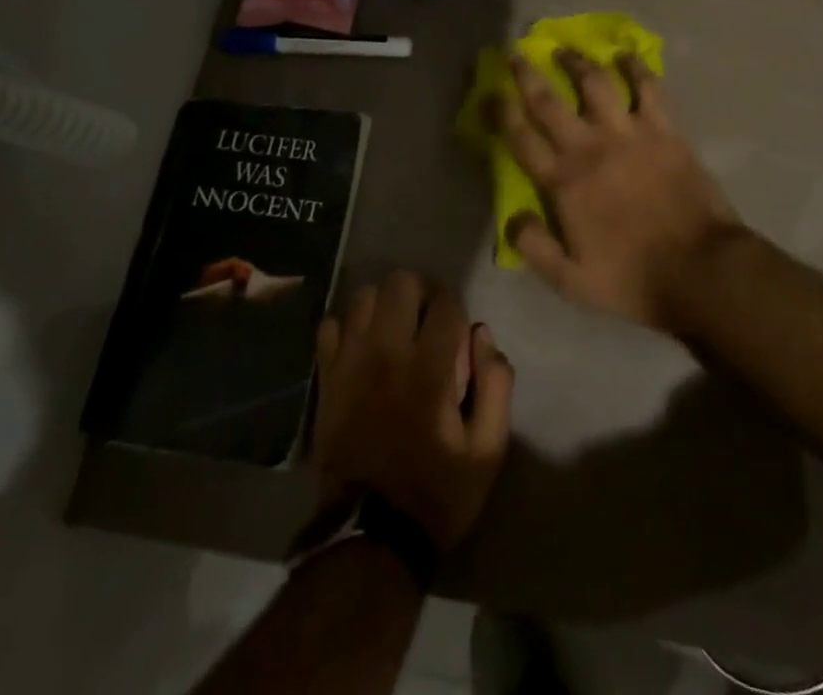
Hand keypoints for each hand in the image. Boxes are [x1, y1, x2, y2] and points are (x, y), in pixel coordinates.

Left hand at [312, 271, 513, 554]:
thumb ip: (496, 385)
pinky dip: (350, 326)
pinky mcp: (326, 377)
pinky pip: (332, 324)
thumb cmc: (435, 494)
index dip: (457, 311)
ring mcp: (350, 362)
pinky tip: (364, 347)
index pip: (446, 302)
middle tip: (429, 321)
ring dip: (385, 303)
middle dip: (422, 293)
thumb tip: (483, 335)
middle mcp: (386, 352)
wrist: (368, 539)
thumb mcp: (487, 451)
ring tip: (396, 329)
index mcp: (428, 368)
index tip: (459, 334)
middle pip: (401, 282)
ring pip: (365, 295)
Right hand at [499, 50, 739, 332]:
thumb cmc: (633, 279)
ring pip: (595, 84)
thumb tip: (511, 218)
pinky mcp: (664, 130)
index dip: (501, 112)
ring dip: (577, 62)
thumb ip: (534, 247)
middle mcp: (590, 148)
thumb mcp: (571, 282)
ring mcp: (628, 134)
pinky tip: (625, 55)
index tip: (490, 91)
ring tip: (565, 48)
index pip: (522, 139)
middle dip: (527, 75)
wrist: (701, 269)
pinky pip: (648, 88)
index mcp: (564, 182)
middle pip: (549, 102)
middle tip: (515, 54)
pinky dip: (636, 67)